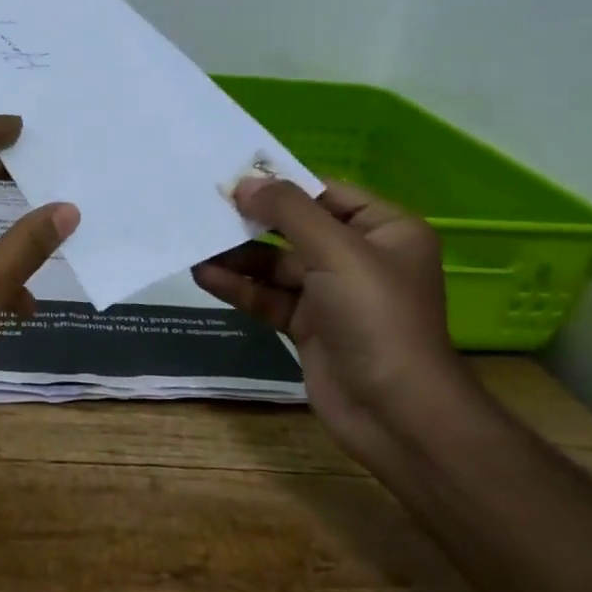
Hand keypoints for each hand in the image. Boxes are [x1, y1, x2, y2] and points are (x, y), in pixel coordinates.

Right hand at [192, 178, 465, 465]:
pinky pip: (269, 297)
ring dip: (238, 257)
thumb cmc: (376, 318)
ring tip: (196, 244)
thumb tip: (245, 183)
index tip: (234, 179)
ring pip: (276, 265)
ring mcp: (332, 294)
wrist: (395, 413)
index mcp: (385, 230)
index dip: (281, 185)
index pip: (326, 194)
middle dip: (253, 221)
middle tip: (206, 208)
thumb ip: (288, 212)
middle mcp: (360, 257)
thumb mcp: (336, 251)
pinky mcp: (309, 326)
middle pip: (296, 228)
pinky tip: (204, 276)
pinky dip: (239, 287)